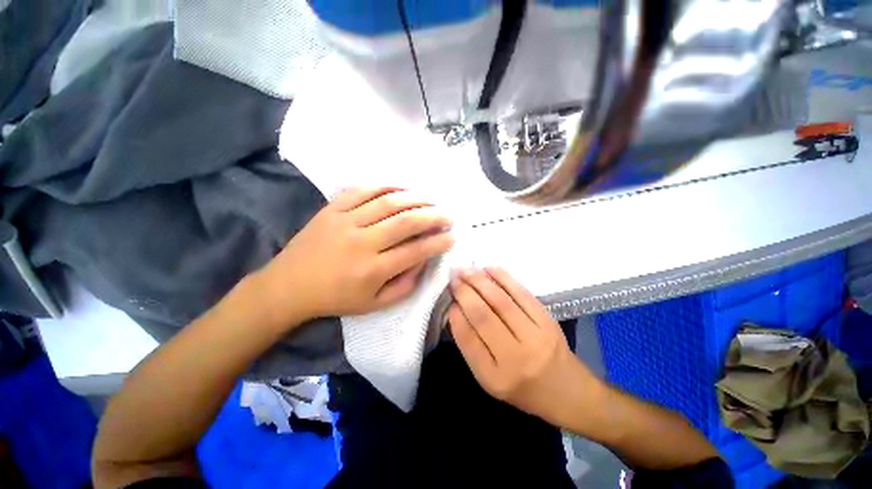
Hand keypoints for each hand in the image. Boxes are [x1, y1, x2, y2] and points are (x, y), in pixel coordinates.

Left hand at [257, 187, 453, 326]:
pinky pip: (362, 190)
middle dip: (433, 216)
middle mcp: (362, 243)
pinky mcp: (332, 209)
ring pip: (387, 202)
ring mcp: (345, 222)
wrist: (289, 286)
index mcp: (372, 270)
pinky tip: (400, 187)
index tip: (452, 236)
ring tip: (431, 199)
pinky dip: (384, 186)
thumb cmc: (336, 298)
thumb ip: (404, 286)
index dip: (438, 242)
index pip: (415, 251)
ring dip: (414, 198)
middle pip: (405, 222)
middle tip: (447, 215)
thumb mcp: (374, 304)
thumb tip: (423, 261)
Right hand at [448, 267, 600, 425]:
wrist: (568, 391)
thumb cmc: (523, 388)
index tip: (449, 299)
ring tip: (466, 269)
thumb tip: (457, 310)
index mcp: (495, 378)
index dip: (456, 315)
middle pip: (483, 316)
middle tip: (453, 276)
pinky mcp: (548, 321)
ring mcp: (535, 337)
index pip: (468, 339)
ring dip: (480, 281)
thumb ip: (472, 346)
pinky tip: (489, 269)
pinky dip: (503, 278)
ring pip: (501, 301)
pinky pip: (522, 294)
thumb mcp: (490, 377)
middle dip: (464, 292)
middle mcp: (515, 358)